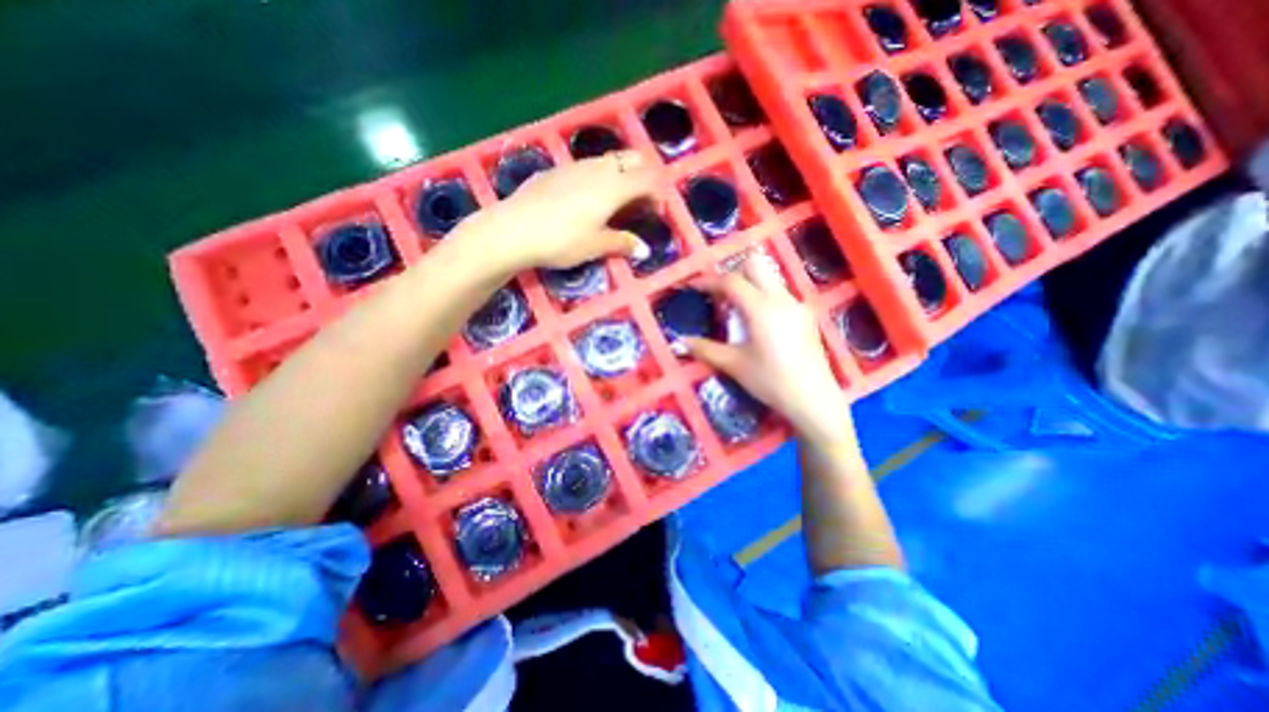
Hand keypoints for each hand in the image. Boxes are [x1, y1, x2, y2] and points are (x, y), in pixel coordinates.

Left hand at [464, 151, 664, 271]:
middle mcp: (598, 169)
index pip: (648, 179)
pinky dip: (599, 177)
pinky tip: (586, 199)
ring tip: (616, 202)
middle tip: (640, 202)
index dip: (658, 193)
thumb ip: (622, 243)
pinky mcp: (557, 170)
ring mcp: (575, 166)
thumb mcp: (595, 246)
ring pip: (609, 160)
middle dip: (643, 176)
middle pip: (631, 159)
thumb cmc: (561, 240)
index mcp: (613, 187)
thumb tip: (643, 249)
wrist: (514, 229)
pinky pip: (588, 166)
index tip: (656, 212)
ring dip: (621, 175)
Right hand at [686, 253, 851, 448]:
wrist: (813, 399)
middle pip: (755, 266)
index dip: (709, 281)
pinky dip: (763, 295)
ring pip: (769, 278)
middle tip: (719, 295)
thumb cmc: (770, 381)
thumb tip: (681, 342)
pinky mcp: (805, 314)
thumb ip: (705, 349)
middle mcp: (781, 298)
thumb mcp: (734, 365)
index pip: (731, 281)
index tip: (694, 287)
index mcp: (761, 308)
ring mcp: (796, 304)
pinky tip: (758, 322)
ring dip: (749, 284)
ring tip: (736, 310)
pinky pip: (780, 292)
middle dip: (732, 273)